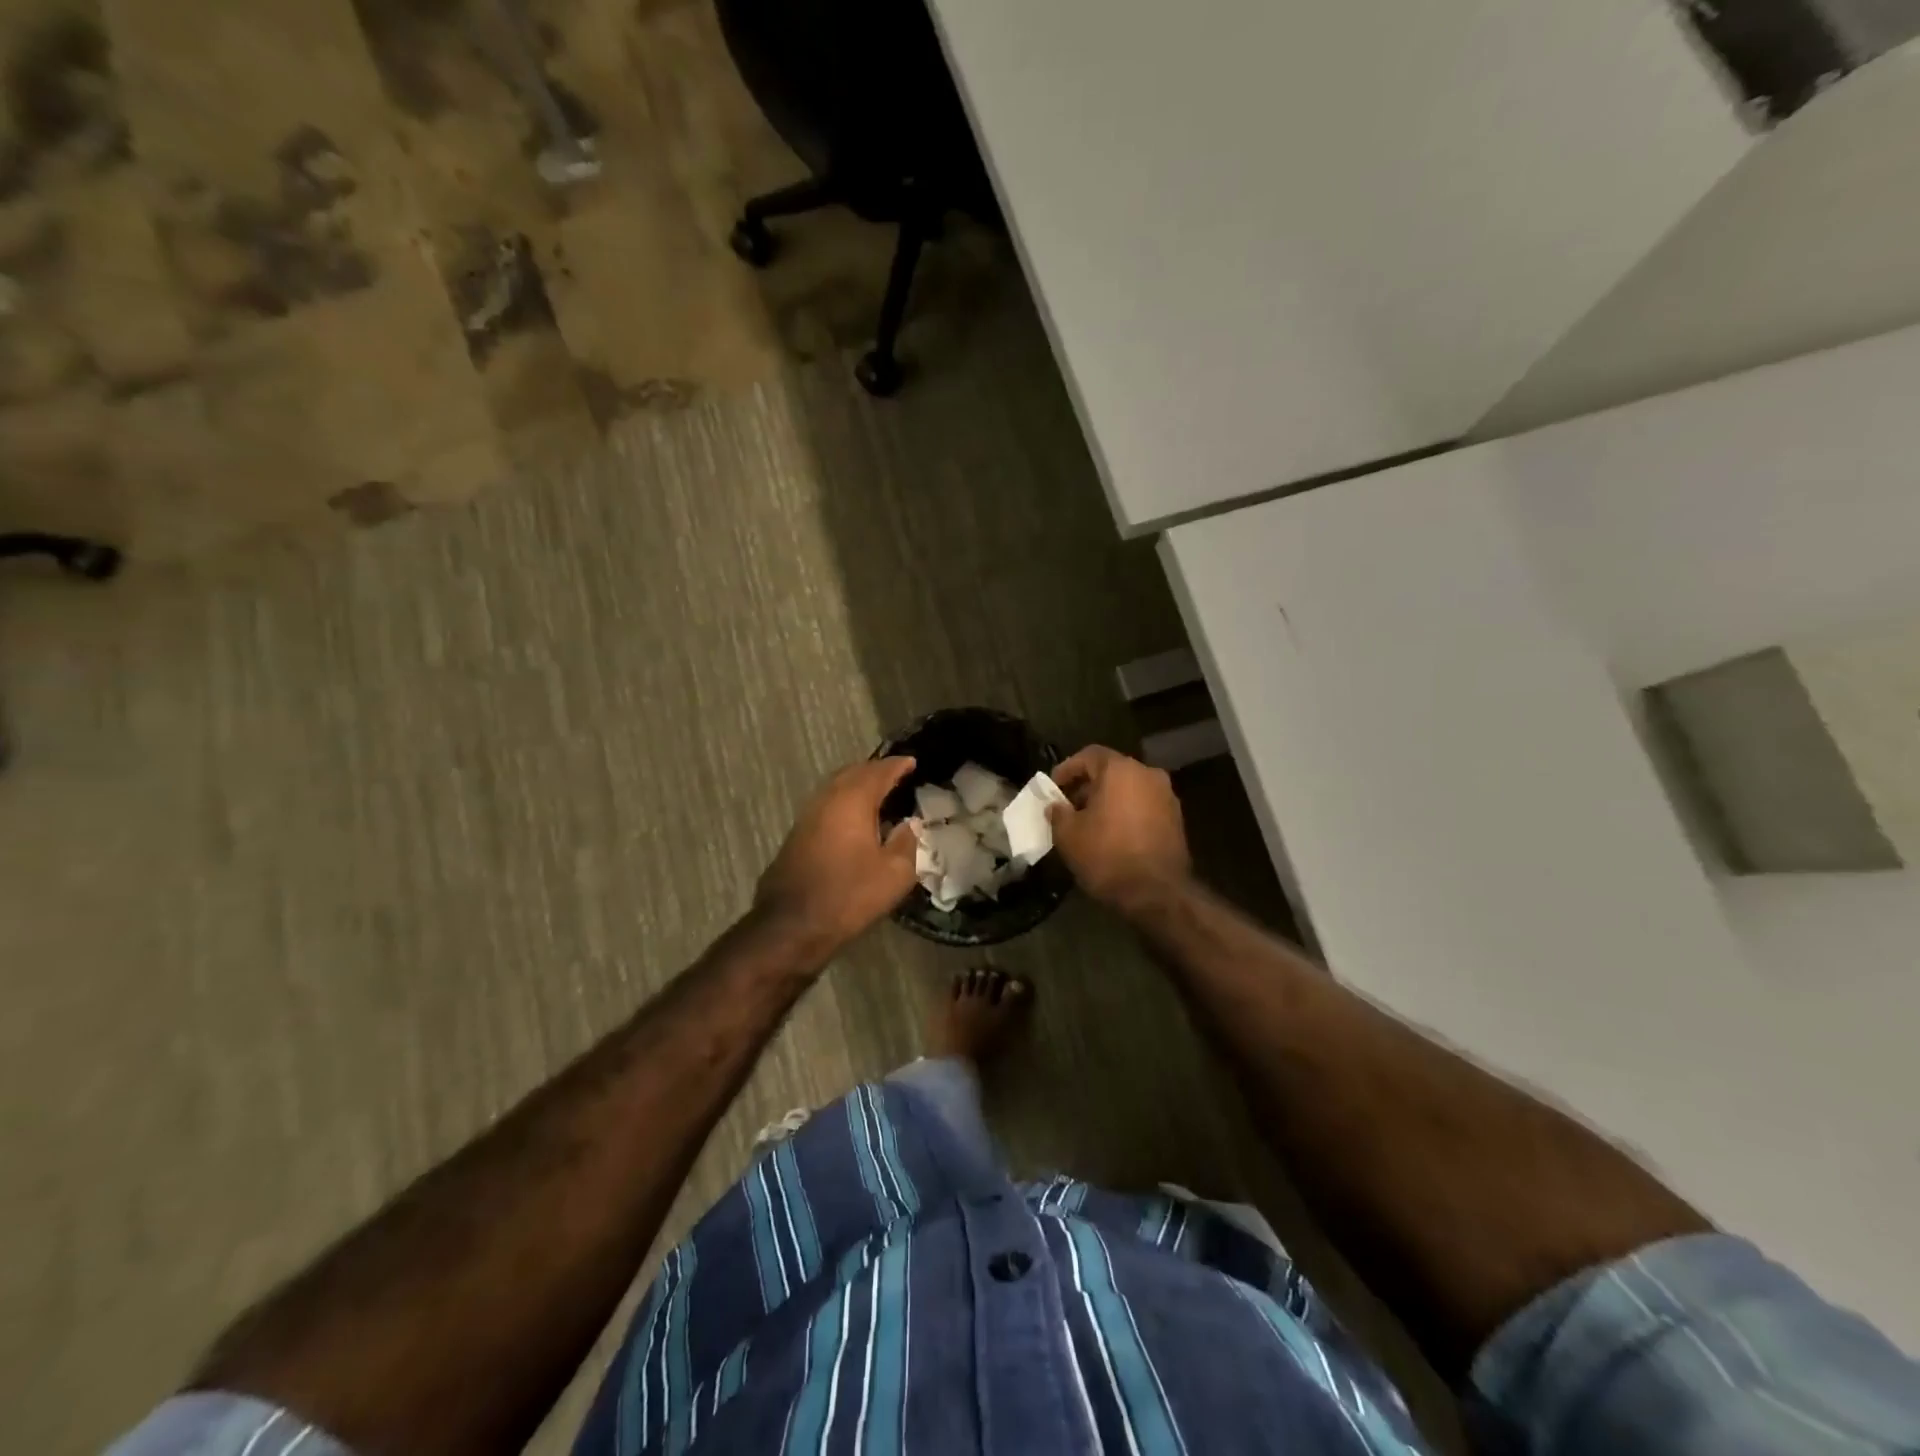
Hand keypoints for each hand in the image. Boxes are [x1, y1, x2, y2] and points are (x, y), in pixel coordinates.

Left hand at [754, 756, 919, 955]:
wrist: (792, 924)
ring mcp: (807, 816)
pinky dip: (845, 802)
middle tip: (896, 774)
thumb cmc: (849, 895)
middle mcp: (827, 799)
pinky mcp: (797, 834)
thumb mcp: (895, 873)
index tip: (912, 762)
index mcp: (853, 800)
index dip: (898, 765)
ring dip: (857, 785)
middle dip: (875, 771)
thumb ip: (907, 842)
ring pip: (836, 788)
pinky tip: (855, 818)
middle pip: (853, 773)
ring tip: (878, 794)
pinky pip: (827, 805)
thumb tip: (910, 824)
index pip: (879, 772)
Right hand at [1047, 745, 1190, 910]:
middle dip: (1088, 786)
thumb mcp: (1068, 835)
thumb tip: (1056, 806)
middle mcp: (1148, 774)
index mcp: (1121, 770)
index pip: (1089, 755)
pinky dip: (1126, 812)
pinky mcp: (1177, 819)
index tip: (1053, 788)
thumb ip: (1058, 813)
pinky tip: (1112, 834)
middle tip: (1069, 806)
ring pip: (1129, 789)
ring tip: (1089, 823)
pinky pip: (1144, 806)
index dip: (1067, 769)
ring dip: (1108, 800)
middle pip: (1111, 771)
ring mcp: (1167, 796)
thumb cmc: (1107, 855)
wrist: (1157, 893)